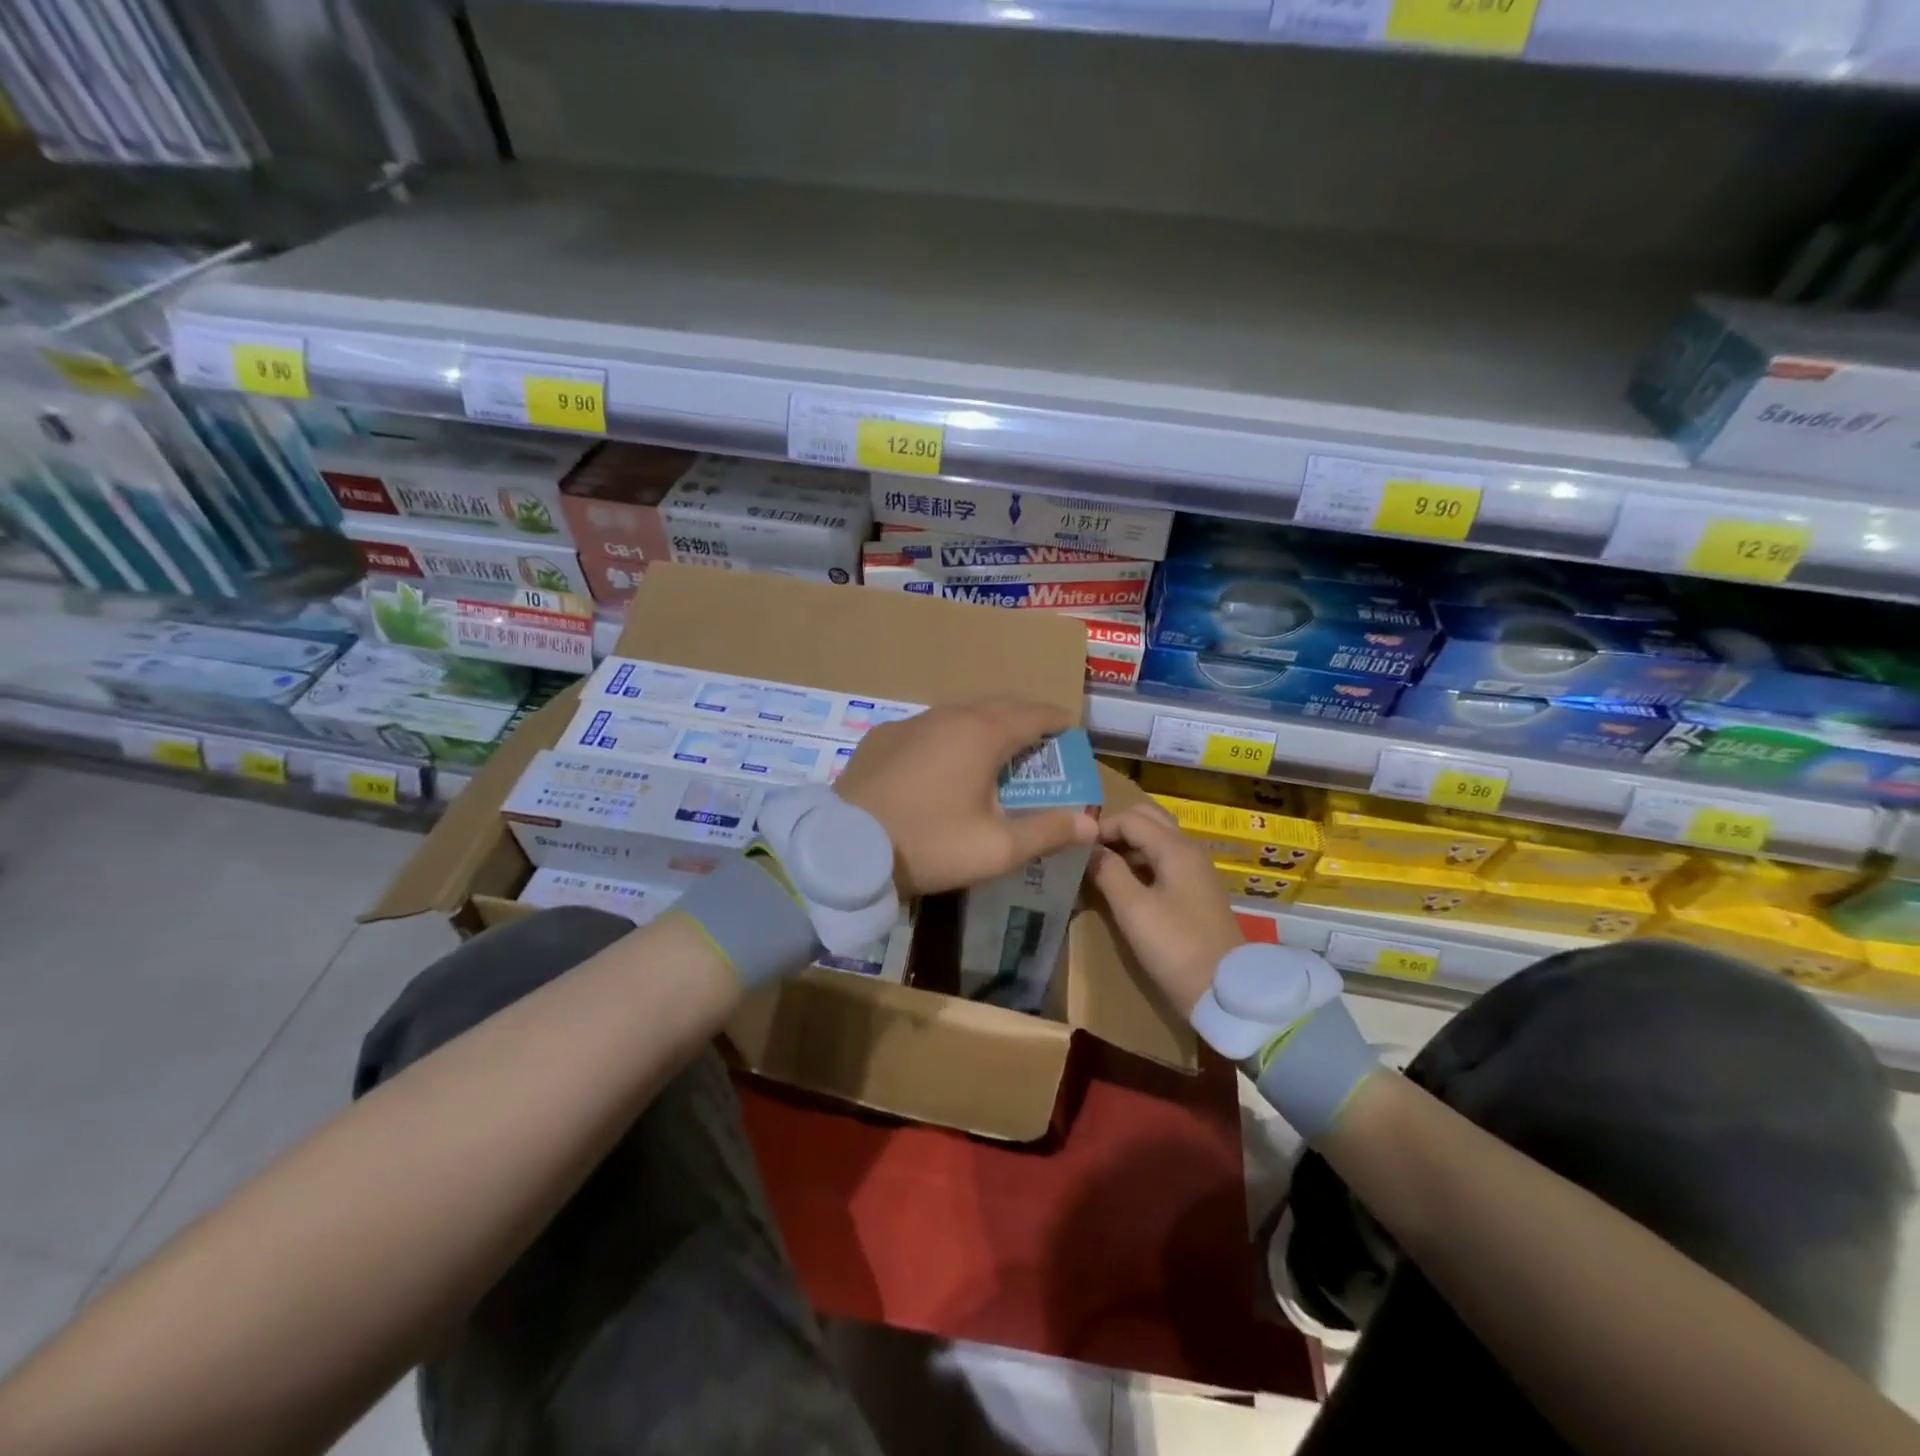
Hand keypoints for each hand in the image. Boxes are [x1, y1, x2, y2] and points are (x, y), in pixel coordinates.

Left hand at [834, 697, 1098, 896]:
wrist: (843, 849)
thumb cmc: (929, 844)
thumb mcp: (996, 848)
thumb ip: (1048, 831)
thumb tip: (1091, 823)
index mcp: (983, 733)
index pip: (1035, 714)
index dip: (1059, 721)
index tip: (1072, 733)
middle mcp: (949, 715)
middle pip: (999, 705)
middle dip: (1026, 719)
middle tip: (1040, 744)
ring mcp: (911, 722)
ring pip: (961, 712)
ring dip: (987, 725)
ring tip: (996, 752)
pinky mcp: (882, 736)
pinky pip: (929, 726)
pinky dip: (951, 736)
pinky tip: (944, 764)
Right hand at [1088, 802, 1243, 1016]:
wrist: (1225, 991)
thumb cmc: (1176, 947)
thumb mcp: (1134, 910)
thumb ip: (1108, 872)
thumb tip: (1088, 849)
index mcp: (1175, 849)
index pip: (1130, 818)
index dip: (1100, 827)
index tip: (1073, 847)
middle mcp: (1188, 850)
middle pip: (1147, 820)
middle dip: (1116, 829)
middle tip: (1087, 851)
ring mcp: (1194, 871)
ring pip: (1156, 839)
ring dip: (1127, 845)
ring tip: (1098, 866)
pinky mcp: (1195, 891)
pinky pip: (1162, 860)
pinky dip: (1139, 861)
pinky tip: (1121, 883)